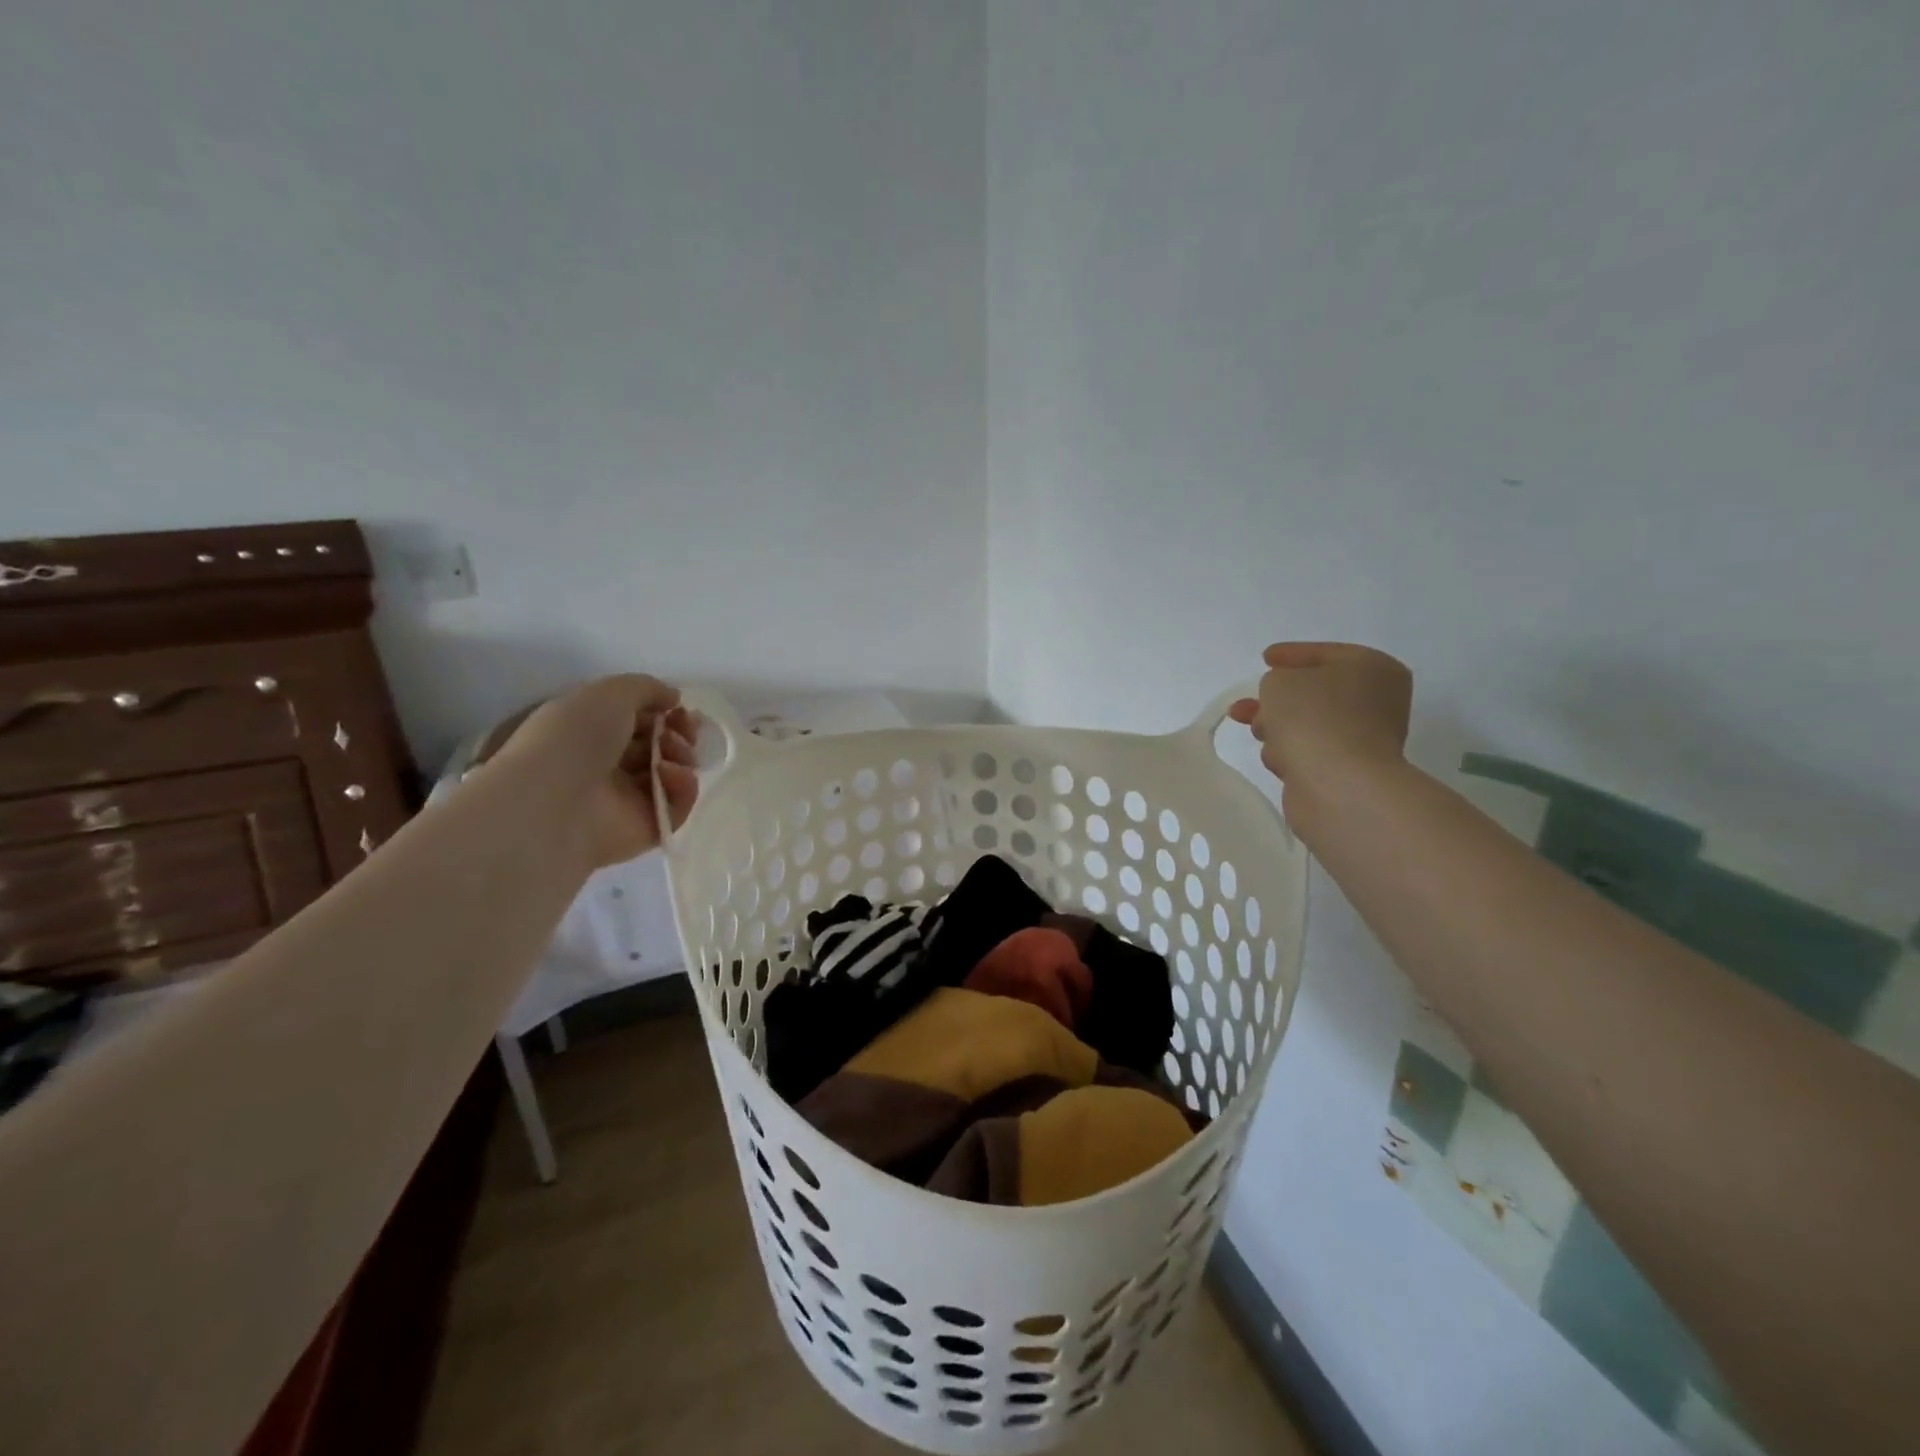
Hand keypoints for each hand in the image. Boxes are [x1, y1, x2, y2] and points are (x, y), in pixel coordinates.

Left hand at [481, 676, 699, 868]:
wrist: (553, 802)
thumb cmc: (573, 738)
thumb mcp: (609, 692)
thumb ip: (647, 688)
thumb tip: (674, 699)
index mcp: (589, 733)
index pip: (638, 721)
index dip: (663, 712)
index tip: (678, 709)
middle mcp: (607, 765)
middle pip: (659, 746)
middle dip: (679, 733)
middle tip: (683, 731)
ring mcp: (626, 800)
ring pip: (672, 774)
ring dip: (681, 756)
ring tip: (670, 755)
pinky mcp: (645, 829)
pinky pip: (677, 806)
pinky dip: (682, 787)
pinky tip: (669, 775)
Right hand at [1228, 643, 1411, 822]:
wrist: (1336, 783)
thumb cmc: (1312, 717)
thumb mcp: (1280, 679)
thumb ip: (1275, 679)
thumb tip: (1281, 701)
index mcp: (1373, 668)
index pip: (1325, 653)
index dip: (1292, 654)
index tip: (1265, 658)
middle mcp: (1376, 701)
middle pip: (1313, 692)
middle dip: (1276, 699)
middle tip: (1246, 704)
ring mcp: (1363, 739)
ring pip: (1307, 724)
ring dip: (1278, 727)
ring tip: (1258, 732)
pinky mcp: (1346, 771)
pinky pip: (1307, 752)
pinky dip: (1289, 752)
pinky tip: (1278, 758)